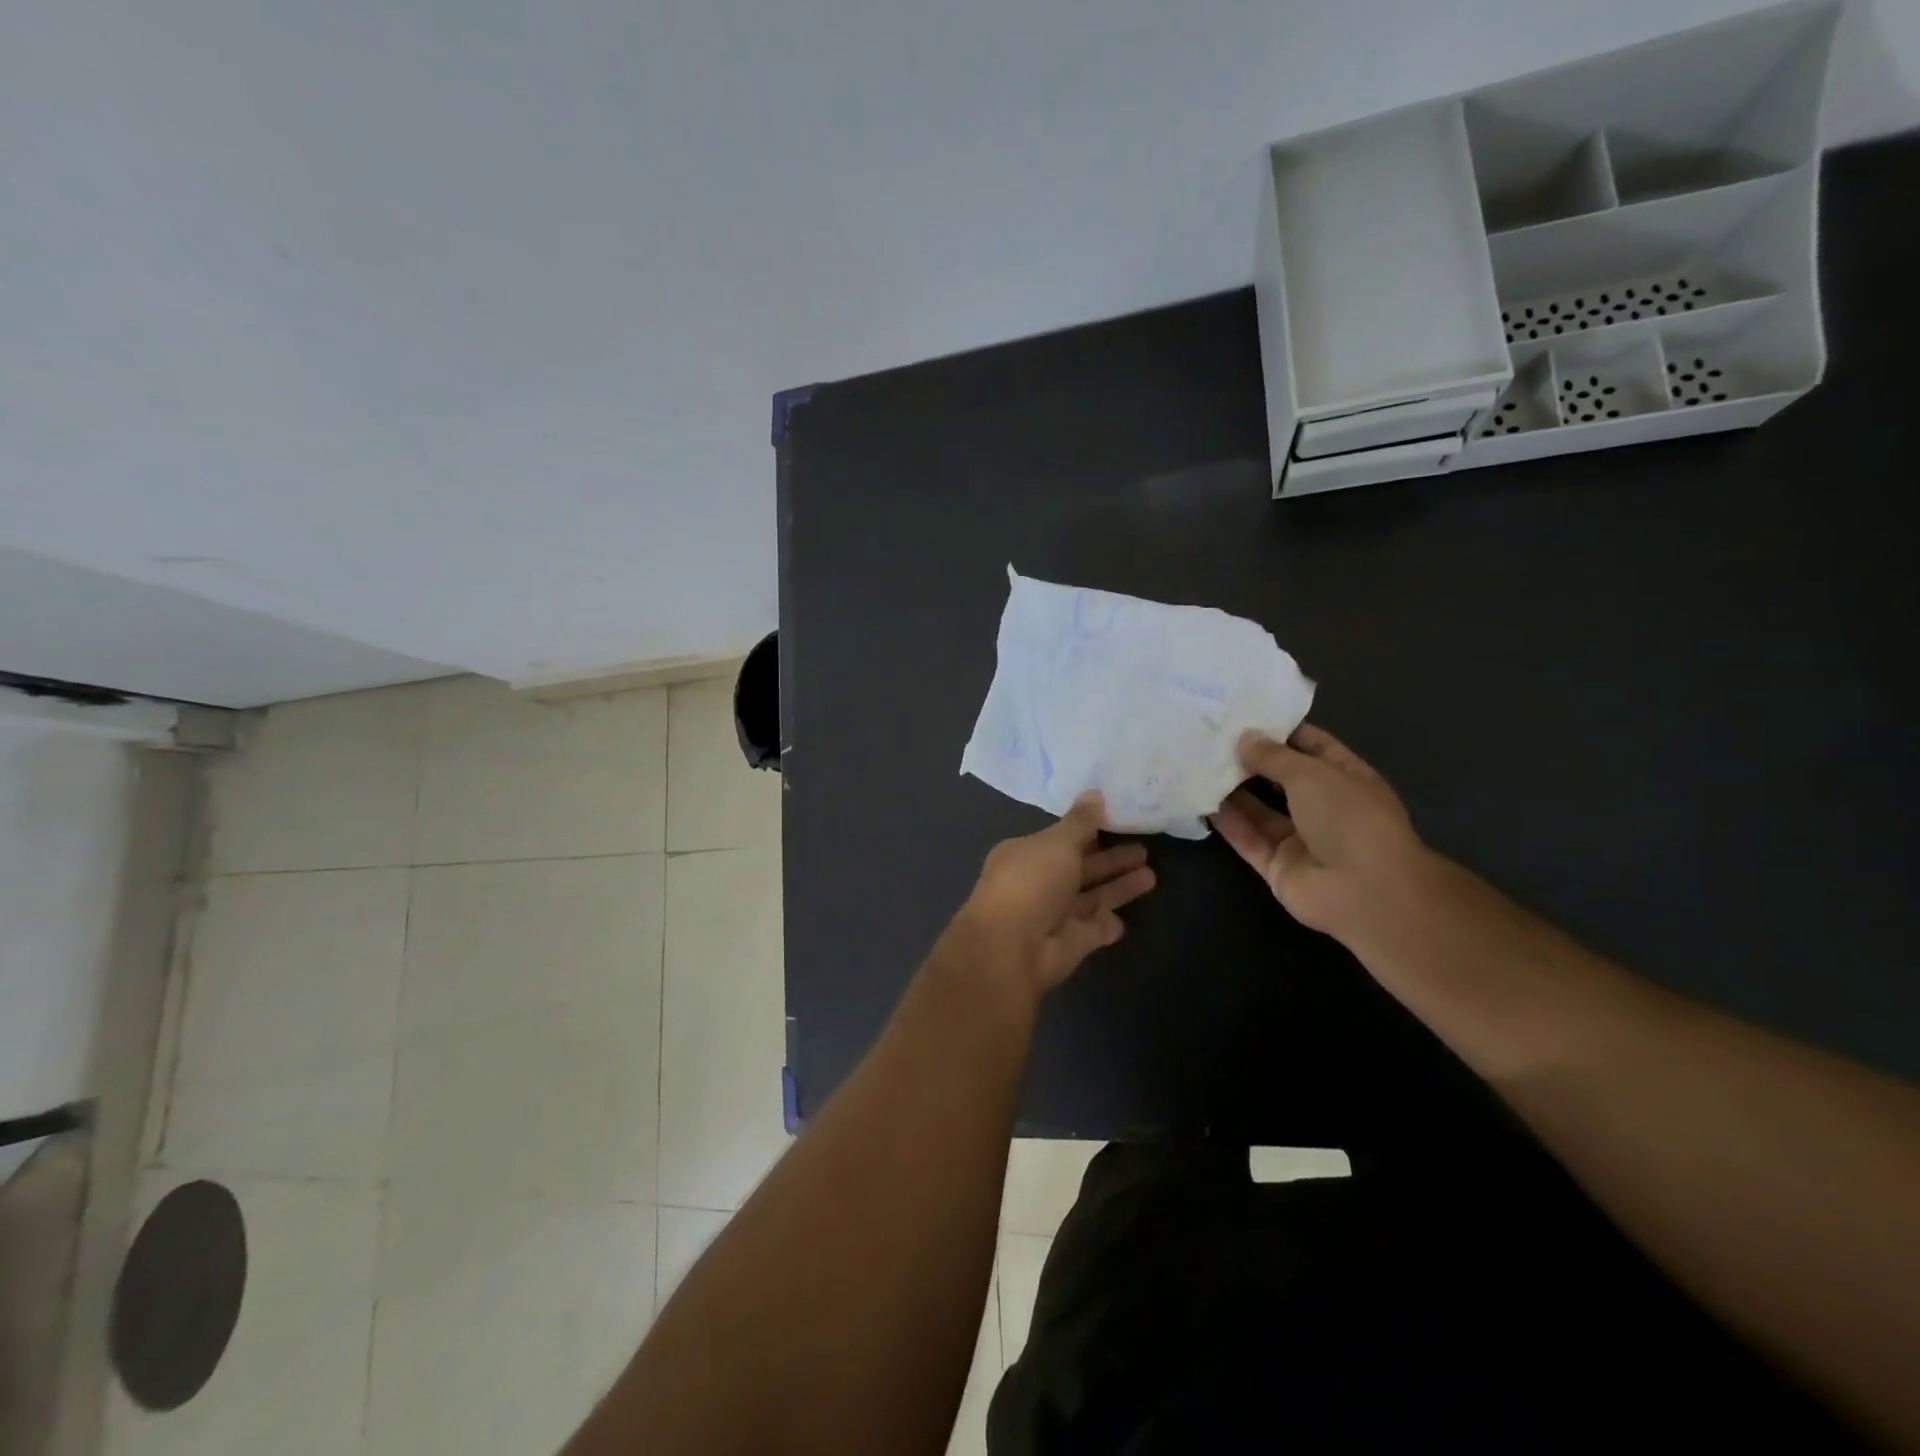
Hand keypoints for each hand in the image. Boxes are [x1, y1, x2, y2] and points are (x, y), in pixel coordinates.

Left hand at [955, 792, 1156, 993]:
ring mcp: (1053, 916)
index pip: (1062, 839)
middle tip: (1145, 849)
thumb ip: (1080, 822)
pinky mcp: (1069, 944)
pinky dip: (1107, 925)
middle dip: (1111, 859)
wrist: (1013, 948)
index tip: (1117, 822)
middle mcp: (1038, 883)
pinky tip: (1125, 919)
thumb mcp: (1057, 843)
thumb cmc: (1031, 883)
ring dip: (1118, 887)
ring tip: (1151, 875)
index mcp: (1026, 855)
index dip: (1088, 831)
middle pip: (1081, 868)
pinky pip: (1093, 930)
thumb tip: (1095, 793)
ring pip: (1091, 898)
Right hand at [1210, 724, 1428, 943]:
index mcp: (1346, 779)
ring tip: (1198, 764)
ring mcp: (1300, 839)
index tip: (1243, 713)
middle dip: (1249, 760)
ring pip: (1260, 810)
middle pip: (1281, 778)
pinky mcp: (1277, 865)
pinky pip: (1247, 839)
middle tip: (1210, 738)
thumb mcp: (1311, 774)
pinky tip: (1200, 801)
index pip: (1311, 746)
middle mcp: (1323, 807)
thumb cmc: (1349, 818)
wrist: (1364, 892)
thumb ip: (1273, 756)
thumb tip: (1243, 738)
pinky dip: (1227, 823)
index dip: (1280, 730)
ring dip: (1232, 790)